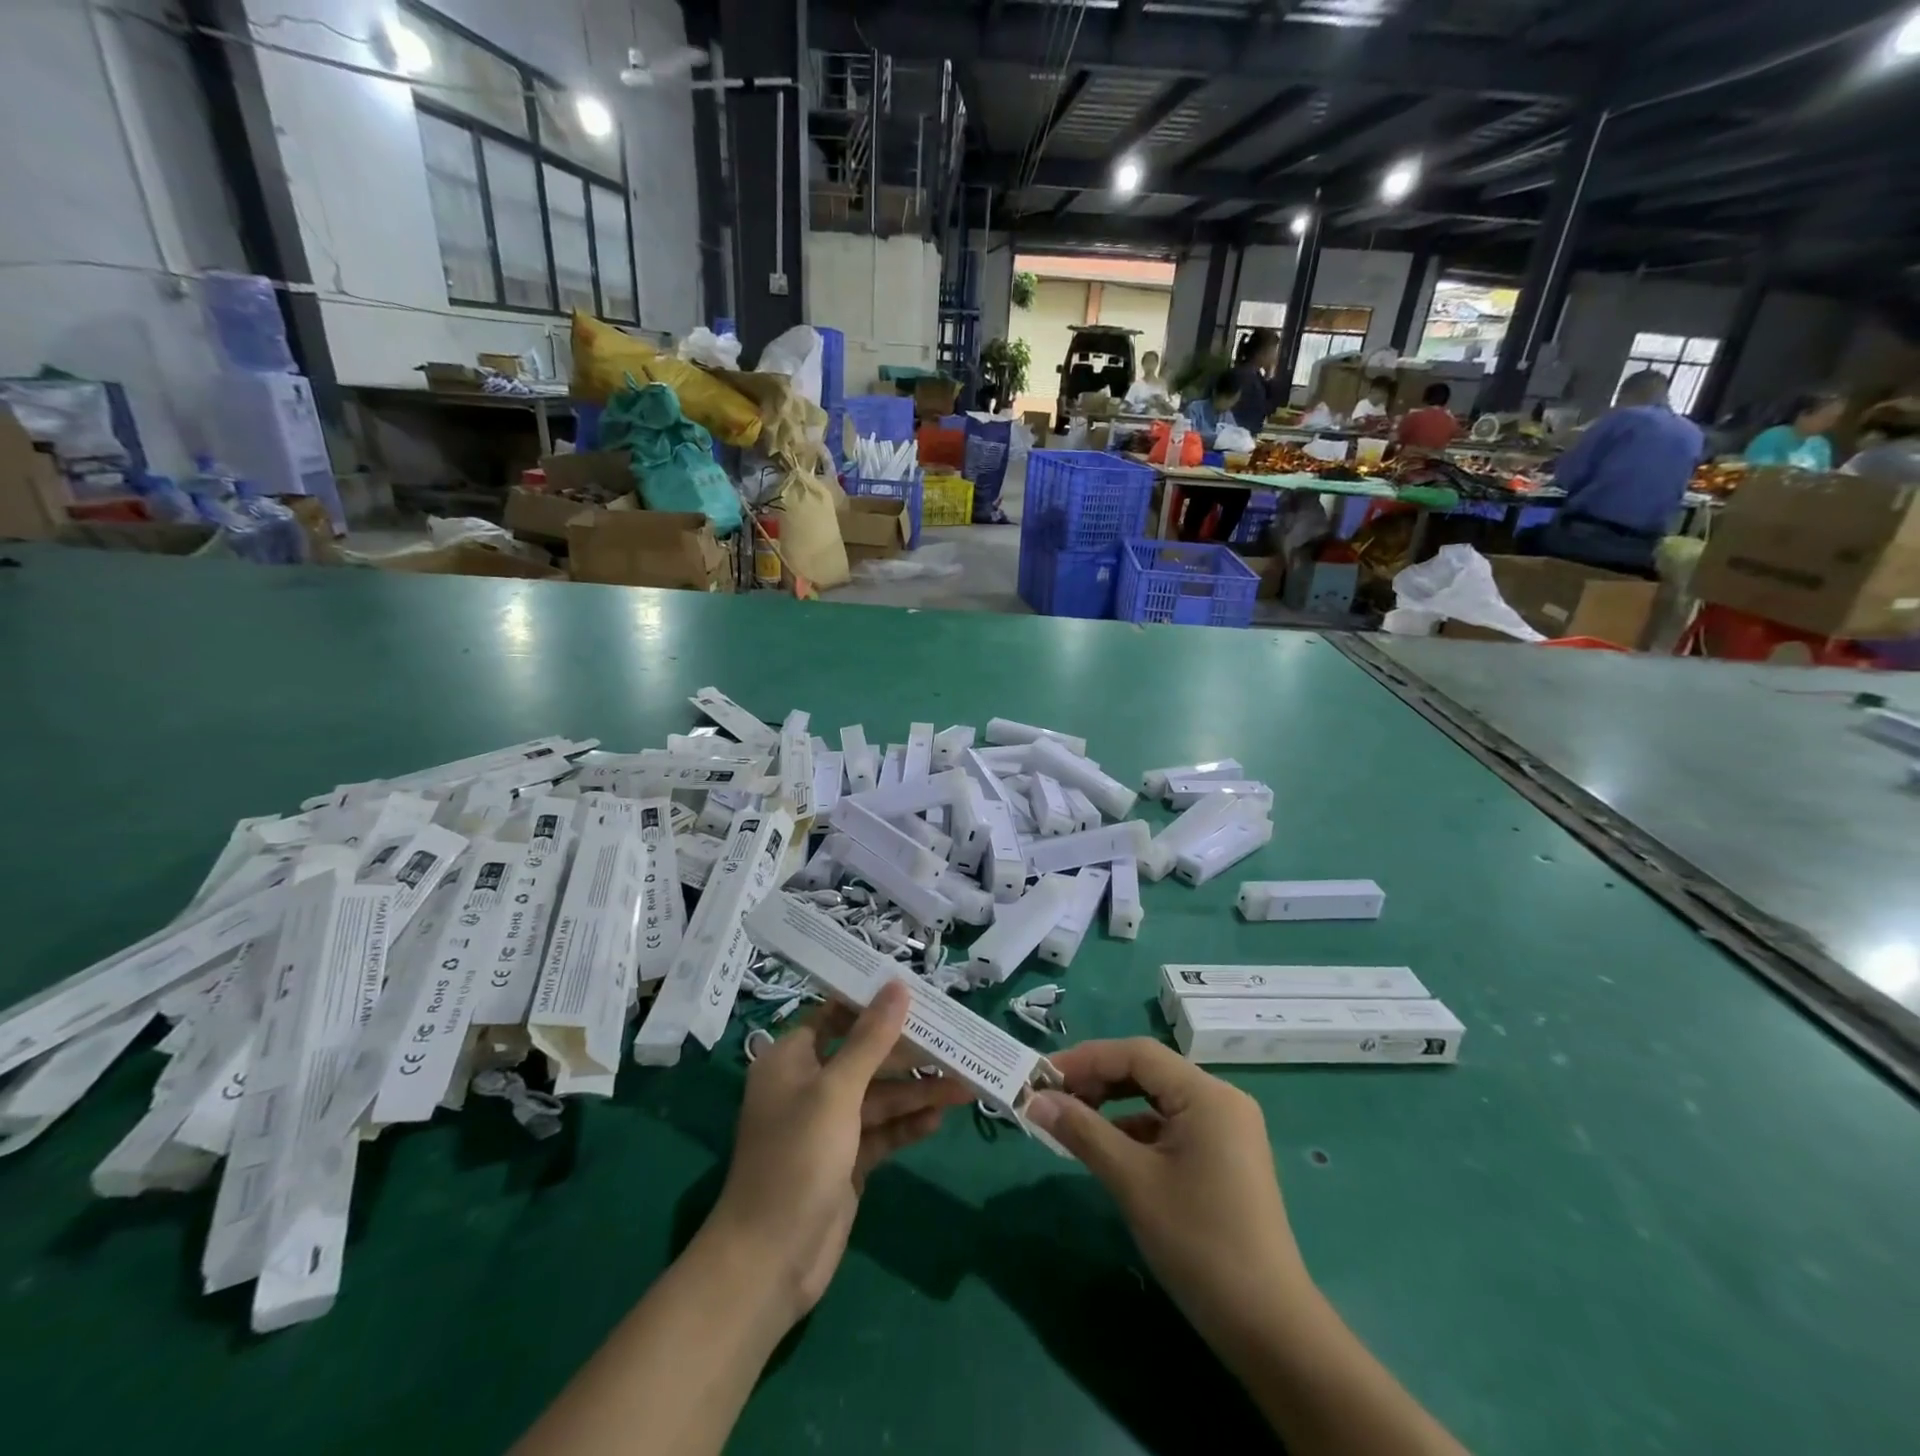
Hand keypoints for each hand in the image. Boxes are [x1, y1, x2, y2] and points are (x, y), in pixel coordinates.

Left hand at [706, 983, 972, 1322]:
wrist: (770, 1262)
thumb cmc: (796, 1159)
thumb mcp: (836, 1091)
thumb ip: (871, 1039)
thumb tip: (897, 985)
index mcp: (791, 1059)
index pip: (835, 1014)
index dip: (872, 1002)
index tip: (916, 991)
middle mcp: (808, 1086)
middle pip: (864, 1056)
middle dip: (907, 1052)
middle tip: (953, 1041)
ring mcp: (828, 1126)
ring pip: (879, 1096)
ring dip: (916, 1092)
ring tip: (963, 1085)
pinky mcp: (845, 1161)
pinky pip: (881, 1132)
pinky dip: (906, 1125)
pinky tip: (938, 1120)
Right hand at [1026, 1039, 1310, 1343]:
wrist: (1269, 1329)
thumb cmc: (1198, 1243)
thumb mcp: (1132, 1182)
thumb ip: (1082, 1131)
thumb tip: (1035, 1100)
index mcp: (1207, 1094)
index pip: (1137, 1054)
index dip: (1086, 1058)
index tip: (1043, 1077)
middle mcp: (1221, 1100)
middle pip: (1148, 1071)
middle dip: (1098, 1080)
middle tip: (1053, 1099)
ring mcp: (1226, 1129)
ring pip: (1158, 1099)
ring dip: (1114, 1106)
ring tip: (1073, 1122)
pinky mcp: (1224, 1157)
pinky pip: (1171, 1126)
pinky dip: (1136, 1131)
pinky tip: (1108, 1150)